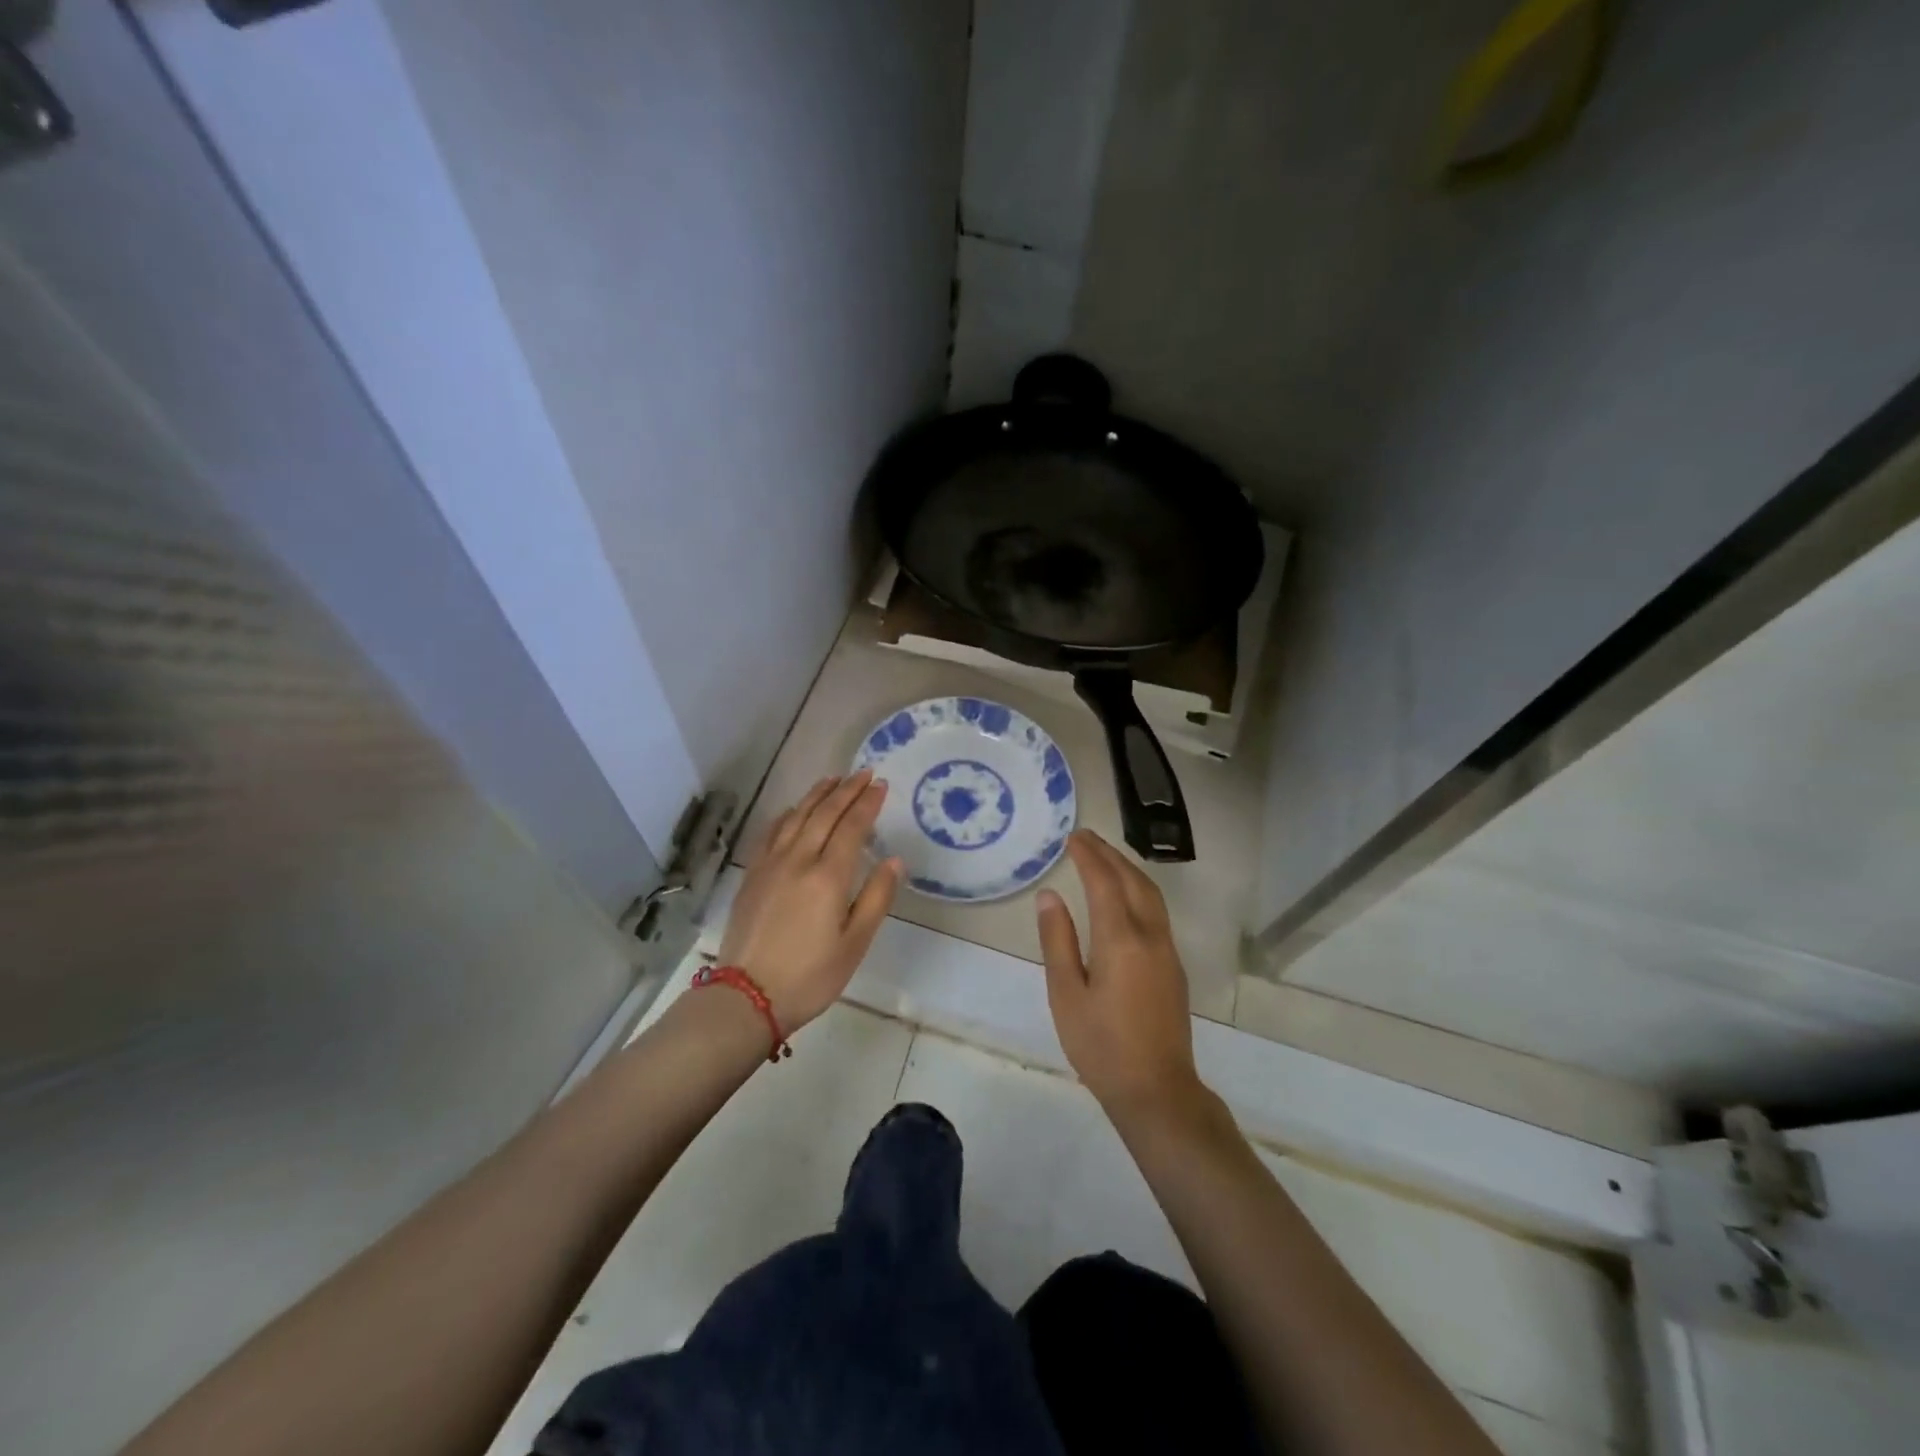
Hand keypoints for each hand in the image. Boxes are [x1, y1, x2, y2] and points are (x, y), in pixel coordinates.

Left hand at [718, 769, 901, 1032]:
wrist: (746, 996)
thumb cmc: (810, 976)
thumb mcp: (854, 943)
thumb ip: (876, 898)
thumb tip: (894, 861)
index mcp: (828, 876)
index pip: (852, 827)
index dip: (868, 803)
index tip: (881, 784)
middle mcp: (799, 860)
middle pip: (825, 814)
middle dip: (847, 790)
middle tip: (864, 773)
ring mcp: (771, 865)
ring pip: (796, 817)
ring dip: (817, 795)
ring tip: (833, 780)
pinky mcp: (752, 875)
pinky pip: (772, 832)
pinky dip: (788, 815)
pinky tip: (794, 810)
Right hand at [1036, 830, 1203, 1118]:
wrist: (1157, 1090)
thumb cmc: (1101, 1045)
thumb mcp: (1066, 994)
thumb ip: (1057, 941)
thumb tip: (1049, 896)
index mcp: (1120, 939)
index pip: (1104, 882)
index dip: (1088, 856)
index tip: (1072, 838)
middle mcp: (1150, 936)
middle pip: (1133, 880)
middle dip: (1109, 855)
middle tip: (1085, 838)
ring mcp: (1167, 951)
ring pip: (1151, 894)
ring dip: (1128, 869)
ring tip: (1104, 857)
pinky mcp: (1174, 966)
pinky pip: (1156, 911)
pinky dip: (1138, 889)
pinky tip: (1125, 896)